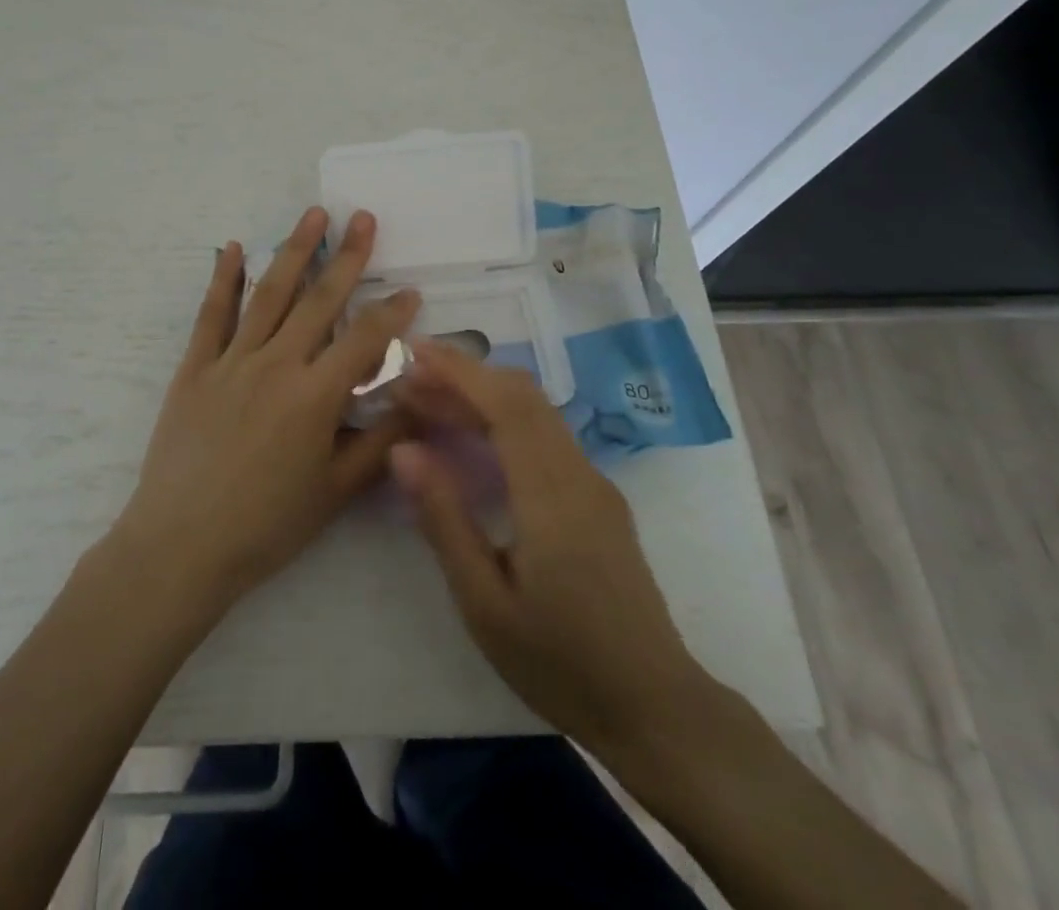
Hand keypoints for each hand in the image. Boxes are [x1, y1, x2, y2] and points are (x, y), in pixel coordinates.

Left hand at [111, 207, 420, 615]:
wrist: (181, 544)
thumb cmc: (266, 525)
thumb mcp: (335, 491)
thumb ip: (379, 442)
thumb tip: (419, 403)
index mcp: (315, 396)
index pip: (365, 339)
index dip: (392, 312)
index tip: (411, 289)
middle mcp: (276, 365)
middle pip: (319, 300)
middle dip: (346, 256)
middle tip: (363, 217)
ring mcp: (231, 361)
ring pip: (269, 295)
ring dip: (293, 251)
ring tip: (313, 214)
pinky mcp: (195, 368)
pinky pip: (212, 315)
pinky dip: (223, 279)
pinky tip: (233, 248)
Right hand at [388, 343, 712, 767]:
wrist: (655, 708)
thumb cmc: (561, 662)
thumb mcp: (484, 602)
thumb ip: (444, 519)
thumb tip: (403, 449)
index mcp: (552, 495)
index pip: (506, 404)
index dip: (459, 371)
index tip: (414, 351)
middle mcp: (578, 474)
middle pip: (523, 397)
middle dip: (464, 377)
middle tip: (409, 382)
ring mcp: (593, 484)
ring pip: (535, 413)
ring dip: (482, 397)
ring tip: (428, 405)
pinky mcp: (596, 498)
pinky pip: (545, 437)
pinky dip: (502, 421)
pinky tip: (470, 440)